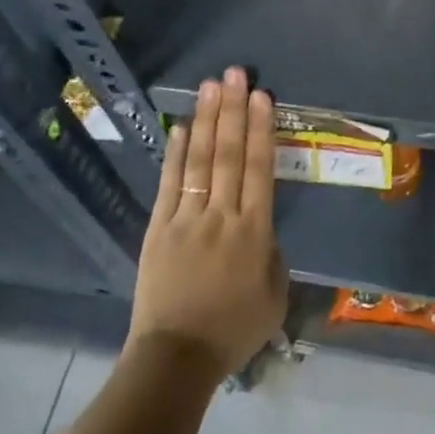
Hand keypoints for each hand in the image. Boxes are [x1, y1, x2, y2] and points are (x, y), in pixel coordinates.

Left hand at [128, 67, 288, 375]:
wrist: (175, 359)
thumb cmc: (232, 331)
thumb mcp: (274, 297)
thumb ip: (272, 254)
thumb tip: (261, 229)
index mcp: (254, 232)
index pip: (260, 169)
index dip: (261, 129)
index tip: (262, 96)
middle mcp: (222, 216)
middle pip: (229, 154)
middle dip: (234, 110)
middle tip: (236, 74)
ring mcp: (187, 219)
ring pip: (200, 161)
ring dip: (207, 120)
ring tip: (212, 87)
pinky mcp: (160, 228)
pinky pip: (170, 184)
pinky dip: (176, 153)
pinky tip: (182, 126)